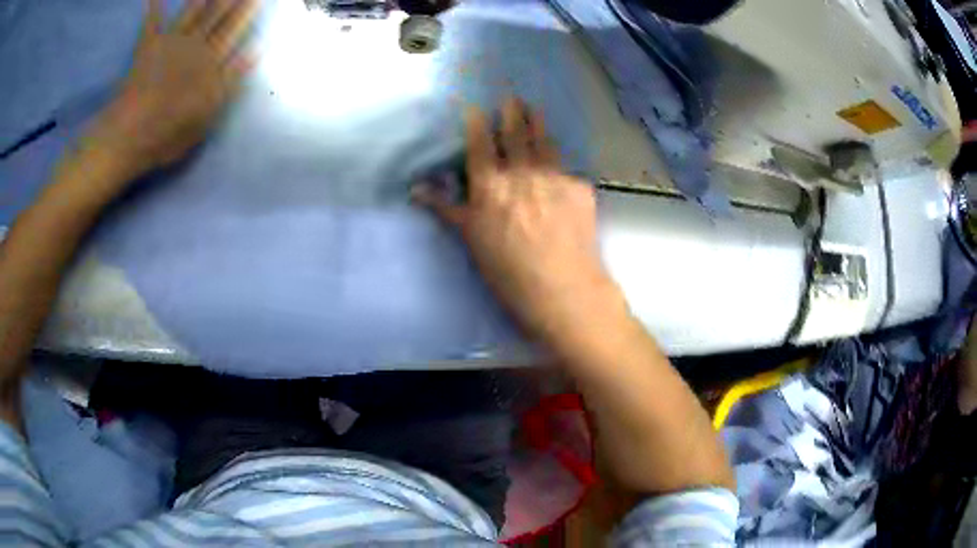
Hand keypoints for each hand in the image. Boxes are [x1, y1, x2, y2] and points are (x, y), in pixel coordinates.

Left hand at [86, 0, 259, 176]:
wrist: (130, 135)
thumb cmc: (169, 133)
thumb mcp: (208, 114)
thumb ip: (231, 80)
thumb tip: (257, 50)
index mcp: (210, 63)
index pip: (234, 32)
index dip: (246, 14)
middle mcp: (195, 46)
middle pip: (217, 16)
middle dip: (232, 0)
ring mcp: (171, 44)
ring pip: (193, 12)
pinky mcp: (148, 47)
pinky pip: (153, 22)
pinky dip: (154, 7)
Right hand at [415, 98, 624, 343]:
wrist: (563, 287)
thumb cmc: (508, 271)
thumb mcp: (471, 238)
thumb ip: (446, 208)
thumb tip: (416, 189)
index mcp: (490, 185)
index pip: (480, 144)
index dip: (477, 123)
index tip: (475, 108)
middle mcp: (521, 171)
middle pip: (515, 134)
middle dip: (511, 112)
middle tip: (512, 97)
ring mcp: (553, 176)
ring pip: (543, 142)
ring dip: (537, 123)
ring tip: (534, 109)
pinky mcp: (580, 186)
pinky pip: (566, 169)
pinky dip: (559, 165)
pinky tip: (559, 165)